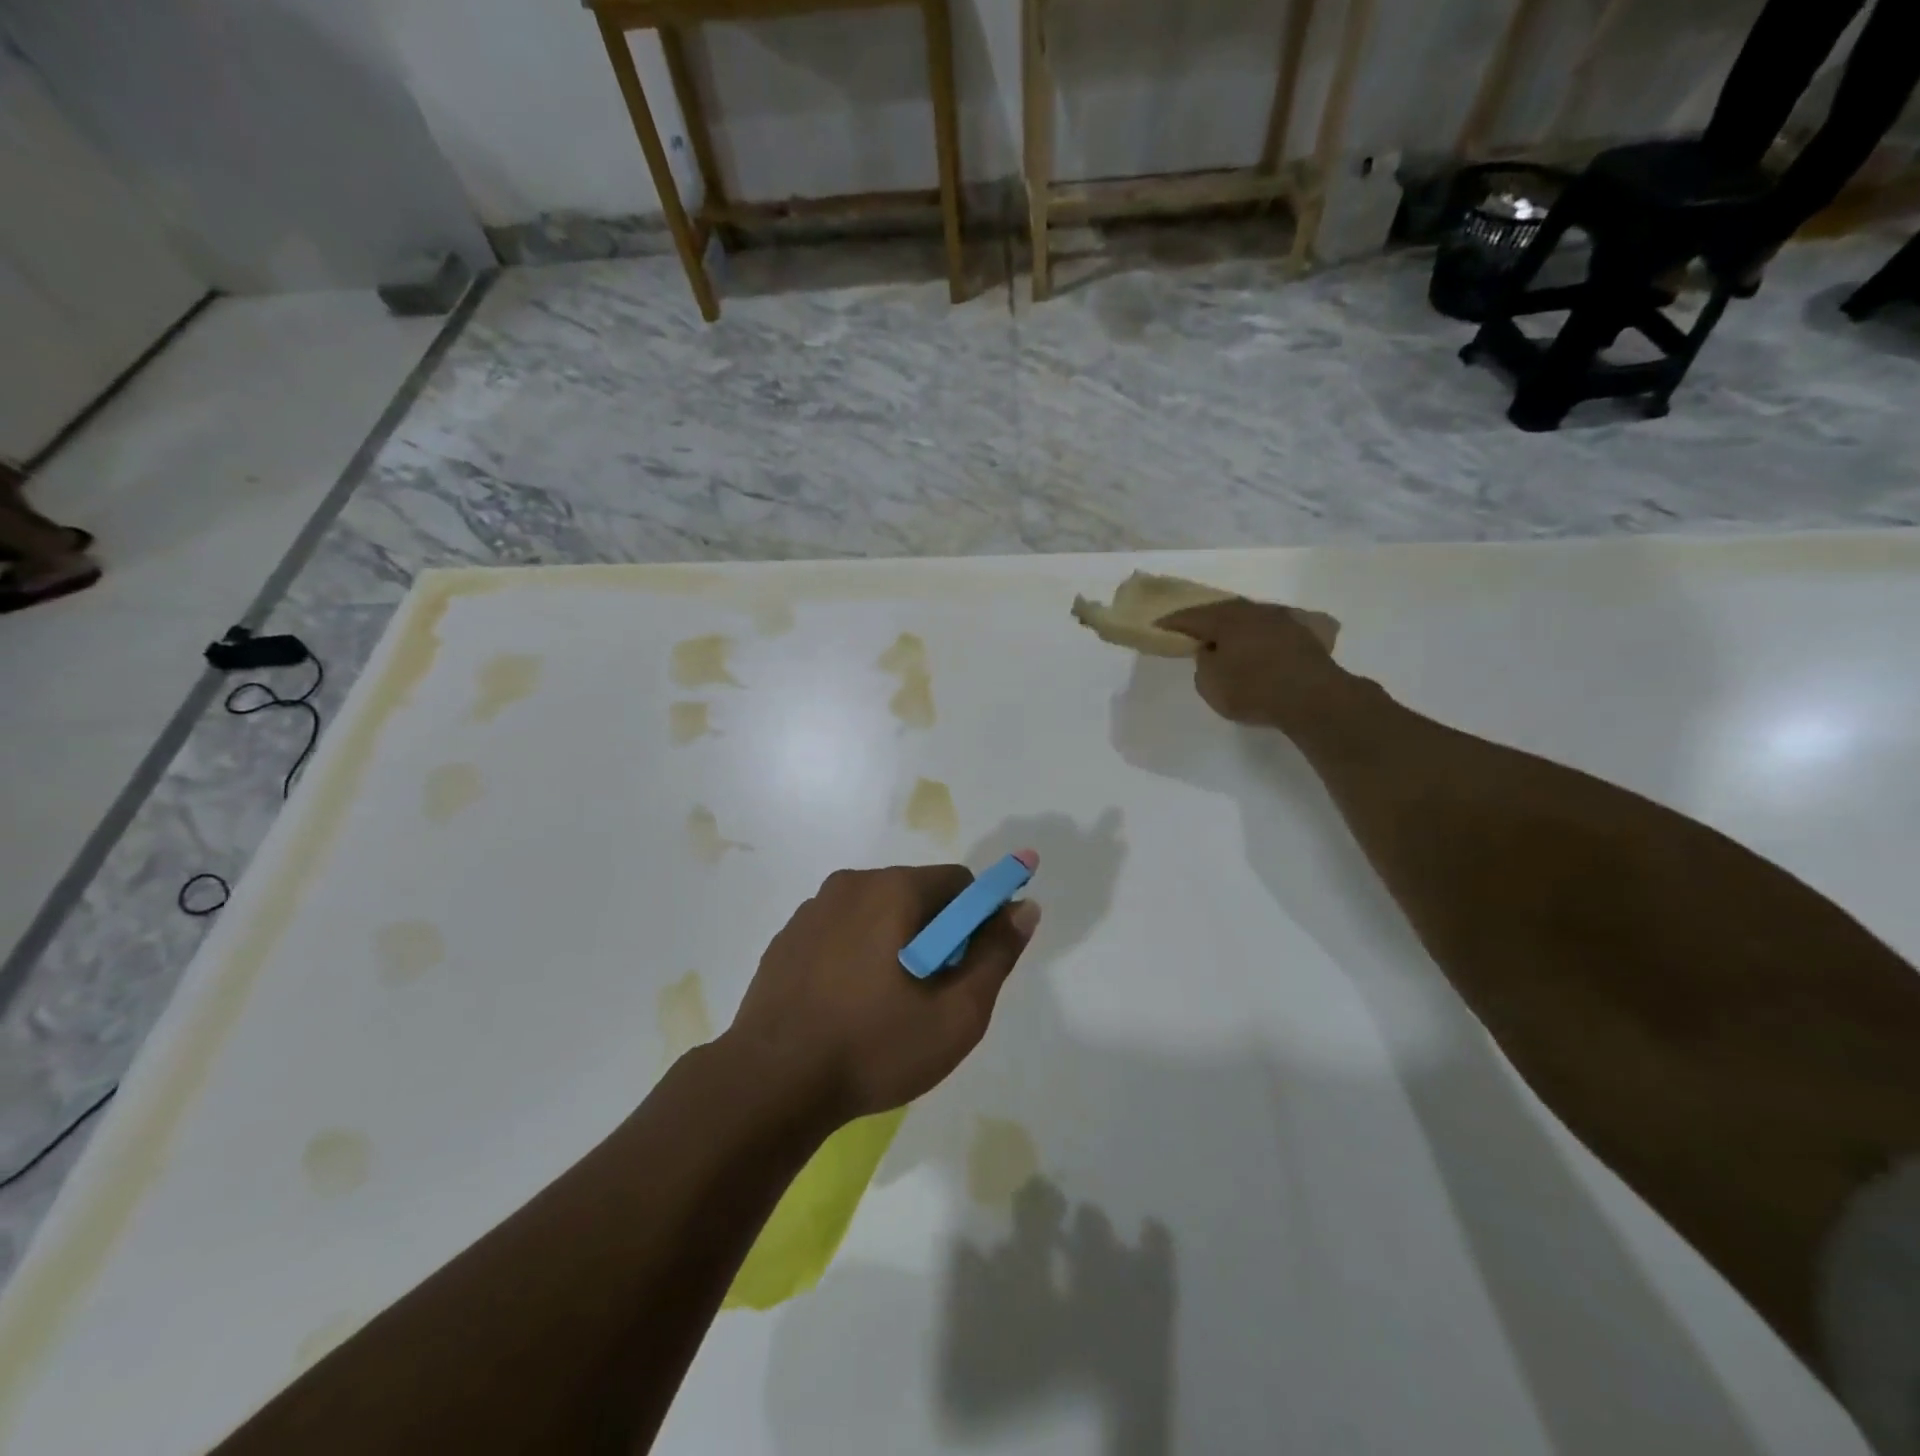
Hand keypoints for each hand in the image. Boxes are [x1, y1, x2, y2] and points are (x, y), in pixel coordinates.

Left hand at [724, 859, 1040, 1126]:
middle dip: (936, 934)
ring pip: (878, 912)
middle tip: (930, 995)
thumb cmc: (873, 1047)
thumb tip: (1025, 907)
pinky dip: (858, 954)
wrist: (769, 1084)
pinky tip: (847, 1006)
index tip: (969, 969)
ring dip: (895, 943)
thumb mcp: (956, 1014)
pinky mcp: (787, 938)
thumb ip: (996, 955)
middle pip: (917, 894)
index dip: (977, 922)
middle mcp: (851, 884)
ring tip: (886, 1006)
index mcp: (893, 889)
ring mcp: (812, 910)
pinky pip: (842, 931)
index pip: (959, 883)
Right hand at [1157, 598, 1344, 730]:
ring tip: (1226, 638)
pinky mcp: (1303, 633)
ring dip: (1235, 625)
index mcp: (1225, 619)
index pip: (1191, 617)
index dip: (1172, 622)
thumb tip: (1211, 650)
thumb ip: (1204, 663)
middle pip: (1222, 611)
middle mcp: (1253, 611)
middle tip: (1192, 629)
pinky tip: (1258, 644)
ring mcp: (1282, 619)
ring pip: (1249, 617)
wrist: (1314, 697)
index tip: (1158, 626)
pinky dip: (1259, 635)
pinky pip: (1271, 628)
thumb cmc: (1253, 690)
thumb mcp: (1211, 684)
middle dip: (1206, 619)